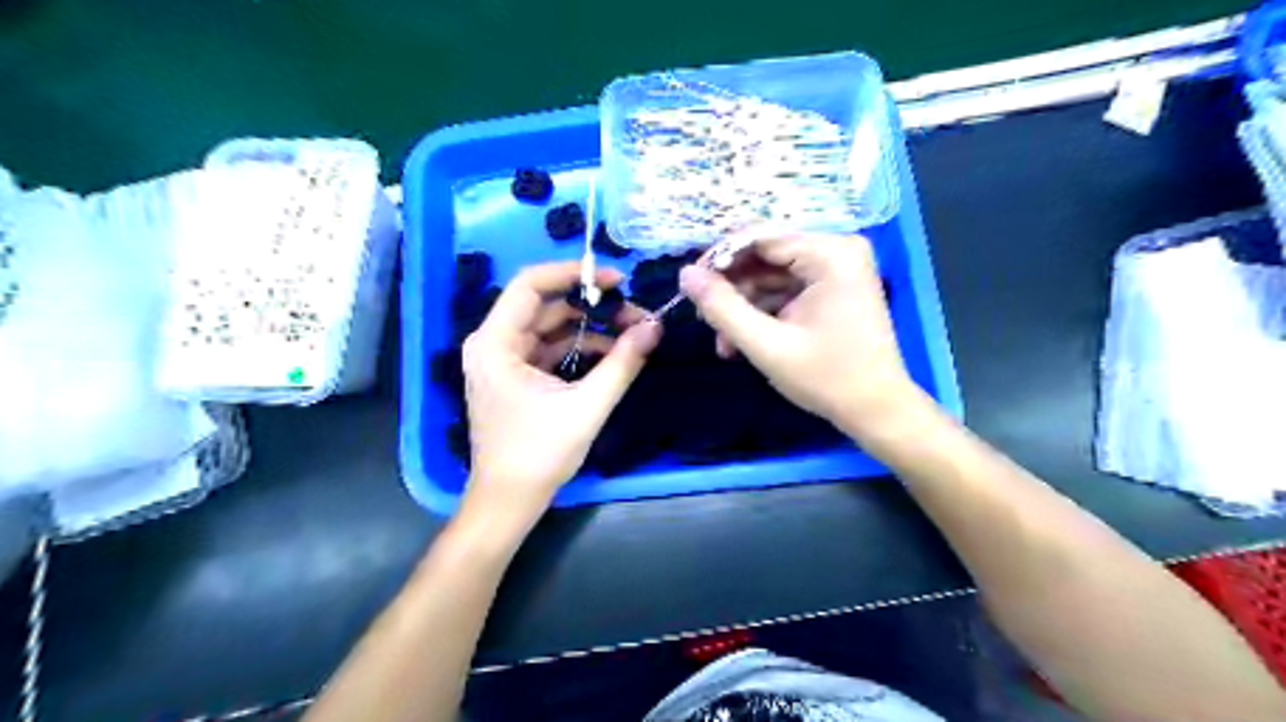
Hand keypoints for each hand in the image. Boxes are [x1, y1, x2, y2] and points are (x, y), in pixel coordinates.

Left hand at [462, 260, 661, 530]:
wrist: (508, 501)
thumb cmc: (538, 455)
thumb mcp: (586, 407)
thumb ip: (622, 364)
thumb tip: (655, 326)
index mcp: (495, 343)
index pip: (531, 284)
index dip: (574, 274)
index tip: (616, 279)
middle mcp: (493, 343)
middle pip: (545, 305)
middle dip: (592, 306)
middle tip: (635, 313)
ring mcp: (503, 360)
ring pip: (551, 327)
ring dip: (591, 328)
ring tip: (632, 333)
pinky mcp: (516, 376)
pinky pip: (550, 349)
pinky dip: (581, 348)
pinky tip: (613, 354)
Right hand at [681, 235, 923, 437]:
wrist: (877, 410)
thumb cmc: (827, 379)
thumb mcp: (766, 345)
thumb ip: (722, 308)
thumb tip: (685, 274)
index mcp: (830, 254)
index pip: (760, 238)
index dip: (720, 259)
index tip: (691, 287)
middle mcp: (837, 250)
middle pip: (765, 255)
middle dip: (732, 289)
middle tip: (705, 320)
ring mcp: (837, 268)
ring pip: (771, 275)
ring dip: (744, 306)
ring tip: (723, 343)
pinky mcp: (833, 287)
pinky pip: (786, 288)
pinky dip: (763, 312)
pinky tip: (743, 341)